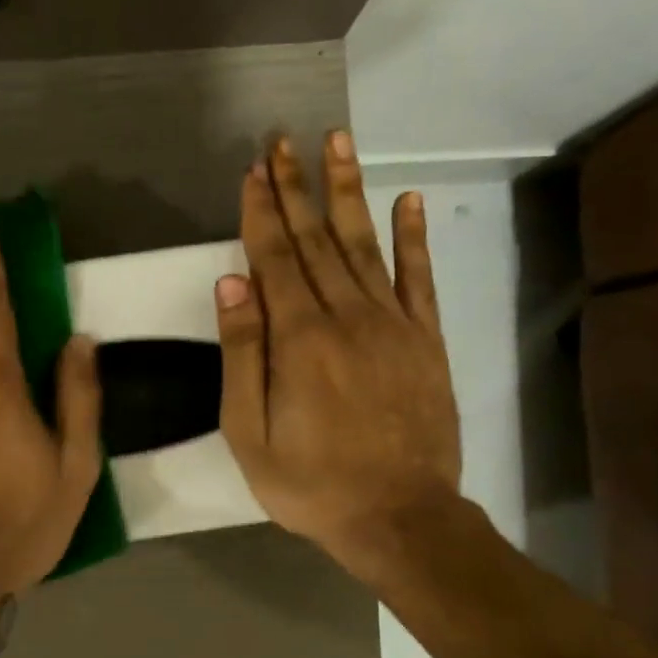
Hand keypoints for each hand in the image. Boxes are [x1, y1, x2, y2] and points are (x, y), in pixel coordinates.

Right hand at [215, 131, 462, 584]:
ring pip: (364, 244)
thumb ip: (242, 353)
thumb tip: (231, 281)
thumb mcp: (250, 432)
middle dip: (296, 186)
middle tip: (283, 140)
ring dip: (347, 191)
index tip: (253, 169)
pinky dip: (413, 237)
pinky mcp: (426, 341)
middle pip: (315, 239)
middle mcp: (346, 316)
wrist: (399, 516)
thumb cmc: (310, 482)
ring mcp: (393, 325)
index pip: (274, 257)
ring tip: (338, 142)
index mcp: (299, 338)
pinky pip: (419, 279)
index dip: (261, 210)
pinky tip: (407, 201)